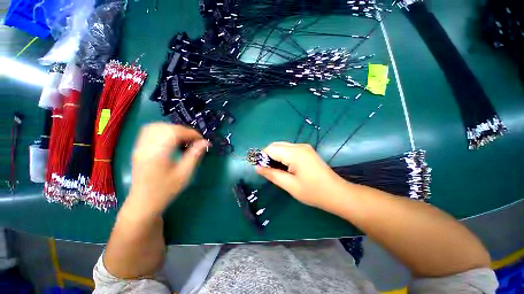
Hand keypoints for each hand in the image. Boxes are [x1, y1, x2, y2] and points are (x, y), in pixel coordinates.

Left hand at [126, 123, 208, 215]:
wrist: (143, 203)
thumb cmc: (166, 190)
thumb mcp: (185, 174)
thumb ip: (195, 155)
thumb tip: (205, 142)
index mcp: (158, 154)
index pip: (174, 132)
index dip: (191, 133)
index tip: (202, 140)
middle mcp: (146, 147)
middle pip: (165, 127)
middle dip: (183, 130)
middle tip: (194, 140)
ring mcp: (139, 147)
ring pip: (156, 126)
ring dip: (173, 129)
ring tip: (183, 139)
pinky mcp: (138, 149)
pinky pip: (149, 131)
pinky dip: (163, 131)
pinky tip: (170, 139)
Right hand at [255, 142, 349, 209]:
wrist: (337, 193)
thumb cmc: (313, 192)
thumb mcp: (290, 185)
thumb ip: (272, 174)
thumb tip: (257, 167)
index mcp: (295, 153)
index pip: (270, 149)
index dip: (262, 157)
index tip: (259, 169)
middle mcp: (299, 146)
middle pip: (276, 145)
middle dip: (268, 156)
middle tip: (267, 171)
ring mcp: (304, 147)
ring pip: (282, 147)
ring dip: (275, 156)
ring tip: (275, 170)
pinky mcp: (306, 151)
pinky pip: (289, 150)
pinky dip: (282, 156)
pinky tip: (284, 167)